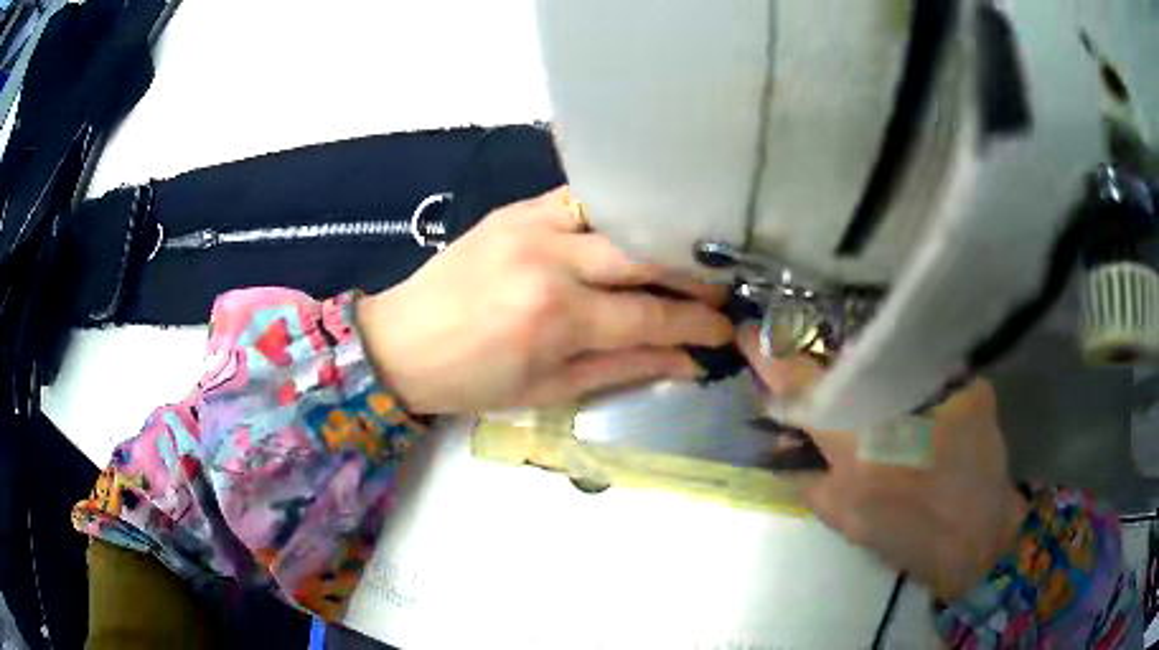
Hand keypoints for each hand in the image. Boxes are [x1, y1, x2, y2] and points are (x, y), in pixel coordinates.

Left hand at [356, 187, 731, 414]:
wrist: (401, 341)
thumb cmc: (473, 380)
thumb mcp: (550, 390)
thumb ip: (624, 369)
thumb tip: (688, 363)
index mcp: (556, 319)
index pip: (650, 315)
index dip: (697, 324)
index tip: (726, 330)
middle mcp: (550, 261)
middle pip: (645, 256)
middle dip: (693, 276)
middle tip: (719, 290)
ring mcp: (532, 224)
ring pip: (620, 217)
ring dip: (661, 239)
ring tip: (687, 259)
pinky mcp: (516, 207)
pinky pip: (582, 199)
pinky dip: (617, 213)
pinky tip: (636, 229)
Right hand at [738, 329, 1028, 600]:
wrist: (977, 539)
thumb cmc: (907, 535)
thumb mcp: (847, 521)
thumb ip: (813, 483)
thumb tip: (791, 450)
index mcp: (856, 440)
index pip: (801, 383)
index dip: (770, 355)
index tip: (749, 332)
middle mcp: (894, 400)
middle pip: (846, 360)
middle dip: (826, 363)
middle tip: (821, 376)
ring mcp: (938, 385)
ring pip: (890, 360)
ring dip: (873, 372)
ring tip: (878, 400)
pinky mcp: (971, 384)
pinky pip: (930, 370)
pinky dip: (915, 380)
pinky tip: (920, 402)